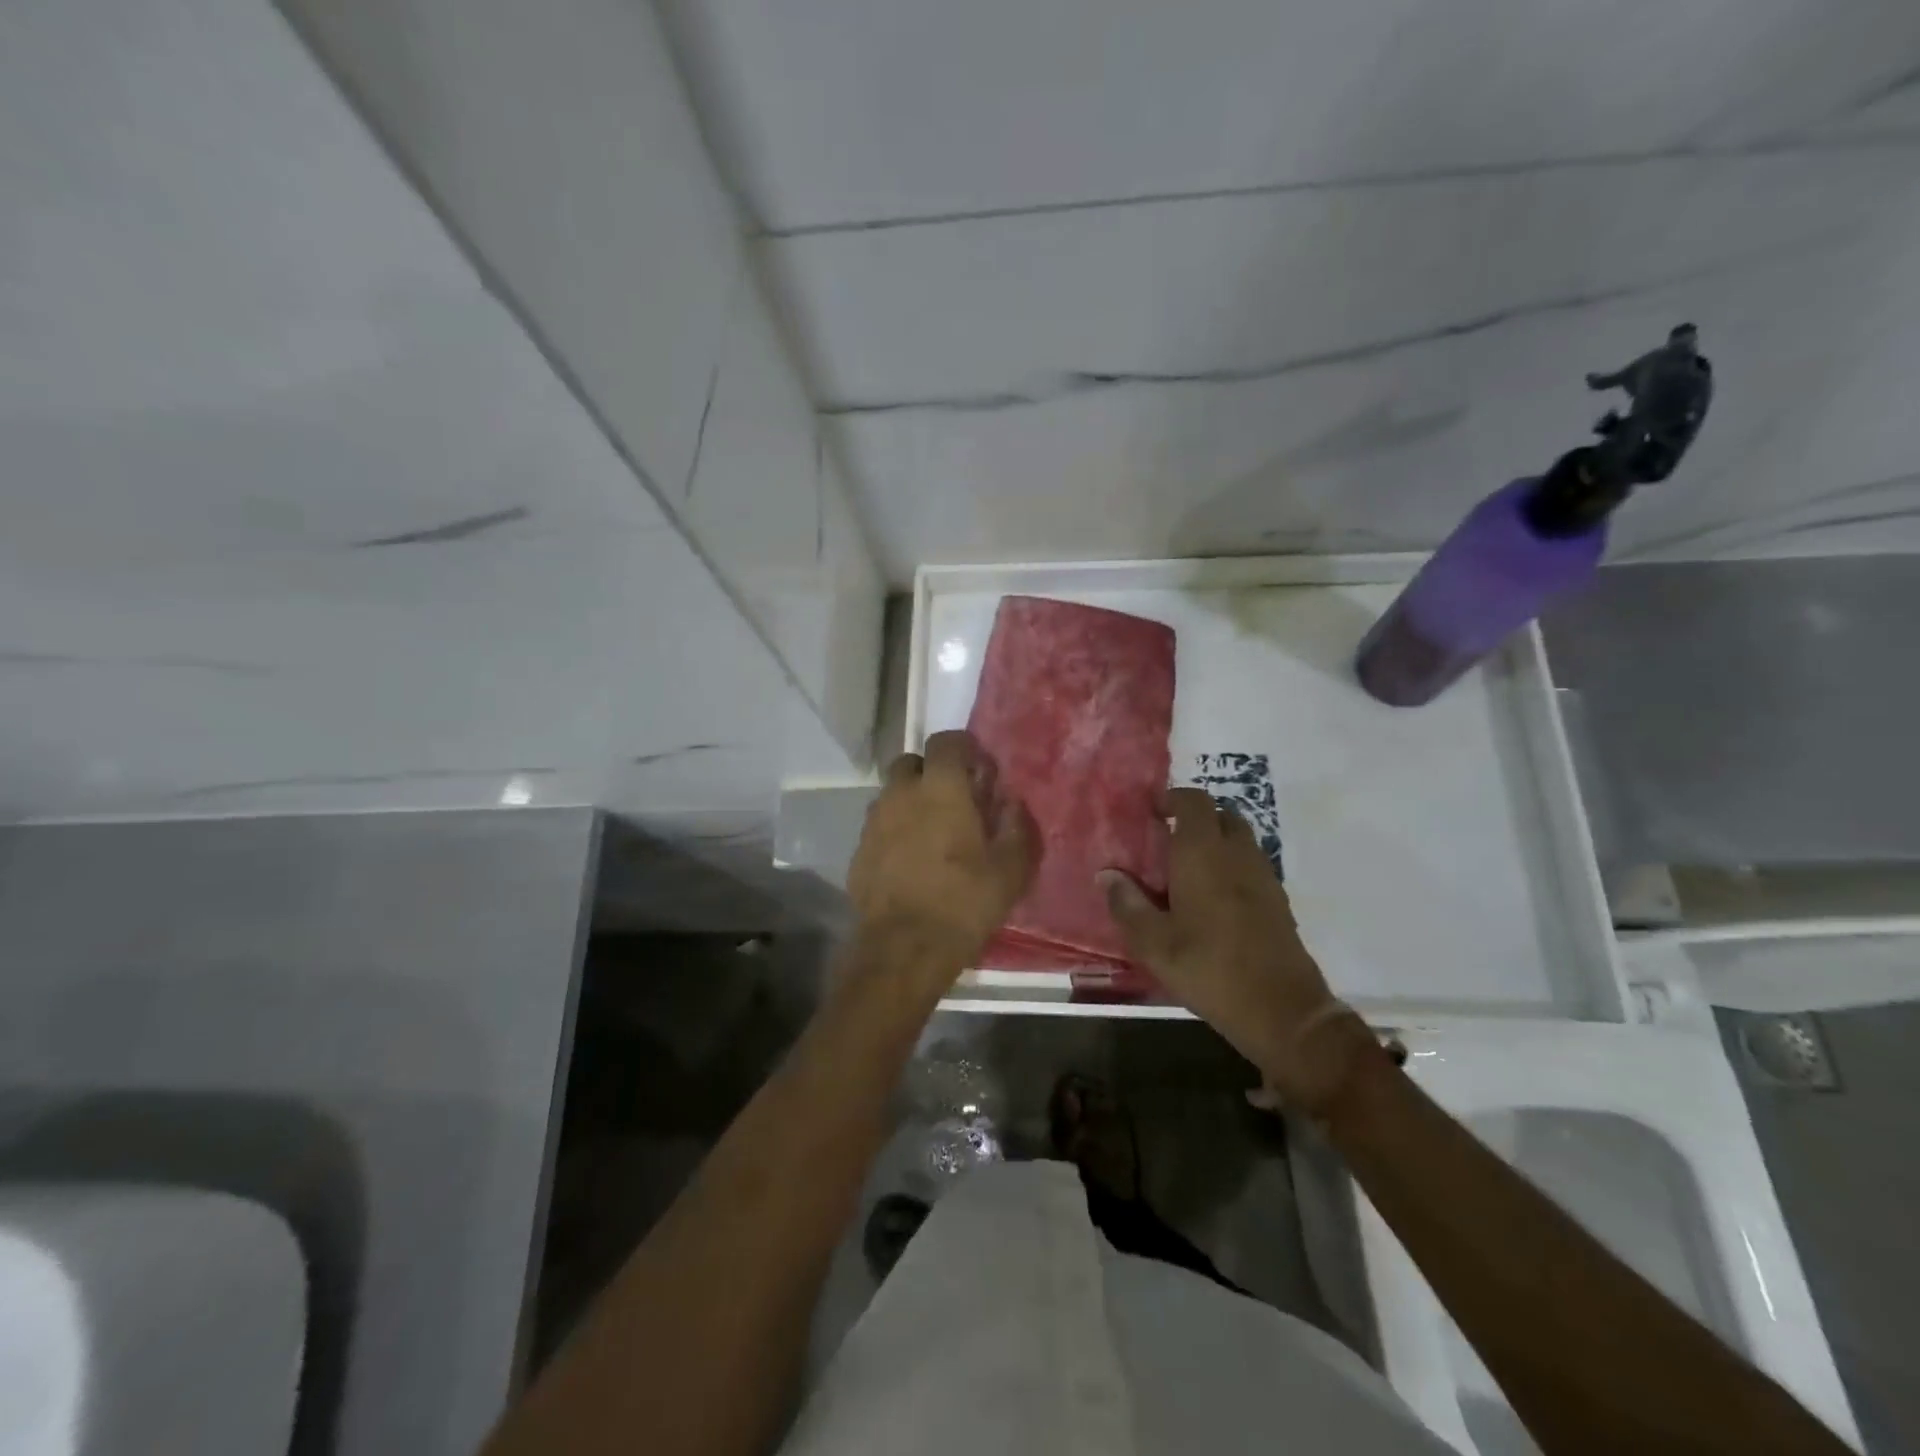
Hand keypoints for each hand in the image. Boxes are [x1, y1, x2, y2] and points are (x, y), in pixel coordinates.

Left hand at [847, 731, 1038, 983]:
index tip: (979, 768)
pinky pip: (879, 827)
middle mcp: (901, 794)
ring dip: (910, 802)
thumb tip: (1012, 802)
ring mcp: (874, 822)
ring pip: (892, 795)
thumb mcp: (1009, 869)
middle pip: (911, 764)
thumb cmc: (964, 902)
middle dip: (931, 773)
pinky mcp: (859, 850)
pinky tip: (910, 861)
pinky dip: (894, 832)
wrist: (904, 948)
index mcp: (940, 788)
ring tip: (932, 833)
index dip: (963, 748)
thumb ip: (1015, 827)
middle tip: (953, 800)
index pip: (946, 741)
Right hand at [1100, 789, 1372, 1113]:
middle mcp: (1237, 853)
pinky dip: (1231, 864)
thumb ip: (1127, 904)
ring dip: (1215, 840)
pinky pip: (1251, 864)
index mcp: (1203, 853)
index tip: (1151, 812)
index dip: (1172, 799)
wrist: (1281, 1009)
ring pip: (1239, 838)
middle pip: (1220, 814)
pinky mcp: (1278, 899)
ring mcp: (1263, 875)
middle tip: (1166, 839)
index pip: (1194, 801)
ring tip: (1187, 868)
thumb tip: (1106, 874)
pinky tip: (1213, 897)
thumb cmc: (1209, 968)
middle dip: (1194, 818)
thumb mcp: (1154, 943)